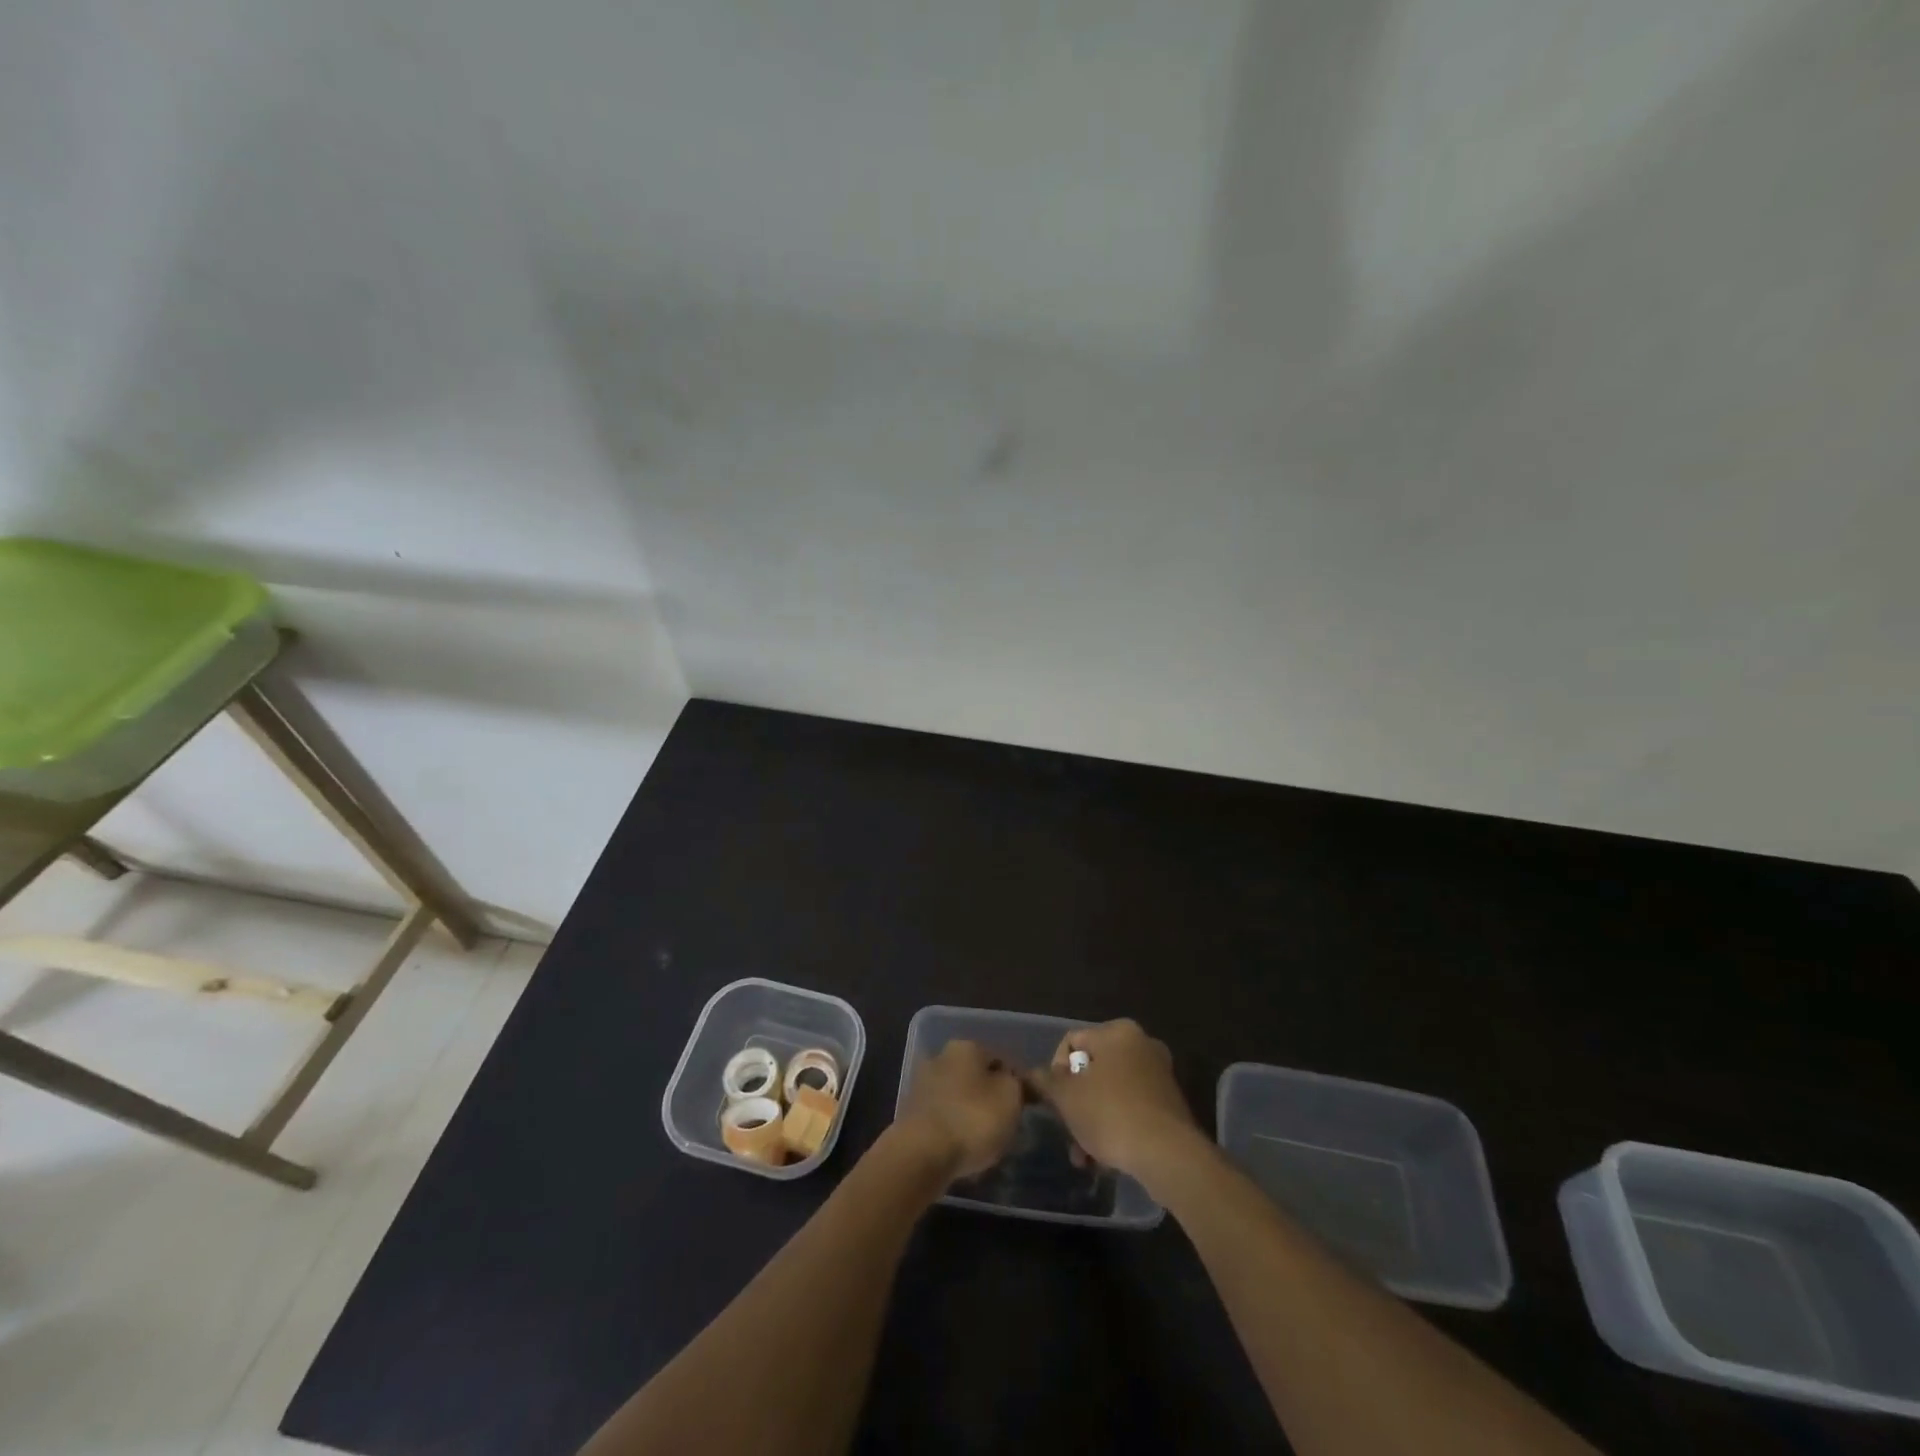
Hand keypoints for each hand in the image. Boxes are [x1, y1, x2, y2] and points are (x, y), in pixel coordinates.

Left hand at [896, 1039, 1024, 1179]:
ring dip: (970, 1114)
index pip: (1000, 1060)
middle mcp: (941, 1057)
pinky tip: (962, 1151)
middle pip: (976, 1077)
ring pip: (958, 1098)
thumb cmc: (972, 1119)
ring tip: (985, 1143)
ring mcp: (922, 1085)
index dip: (1016, 1083)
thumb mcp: (1010, 1097)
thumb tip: (1013, 1081)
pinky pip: (942, 1119)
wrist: (920, 1154)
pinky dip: (953, 1130)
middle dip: (989, 1097)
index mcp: (966, 1047)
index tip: (1025, 1108)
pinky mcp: (911, 1114)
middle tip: (1006, 1125)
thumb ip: (1017, 1084)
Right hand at [1026, 1019, 1200, 1180]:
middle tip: (1067, 1130)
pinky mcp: (1170, 1103)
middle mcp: (1142, 1044)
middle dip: (1075, 1103)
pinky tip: (1105, 1158)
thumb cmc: (1110, 1114)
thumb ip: (1045, 1081)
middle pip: (1092, 1070)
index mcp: (1117, 1031)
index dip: (1056, 1071)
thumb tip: (1032, 1074)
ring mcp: (1159, 1074)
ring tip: (1084, 1156)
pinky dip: (1116, 1126)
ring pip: (1110, 1092)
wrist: (1168, 1155)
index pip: (1072, 1042)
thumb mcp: (1066, 1097)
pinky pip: (1131, 1107)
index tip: (1055, 1101)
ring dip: (1092, 1120)